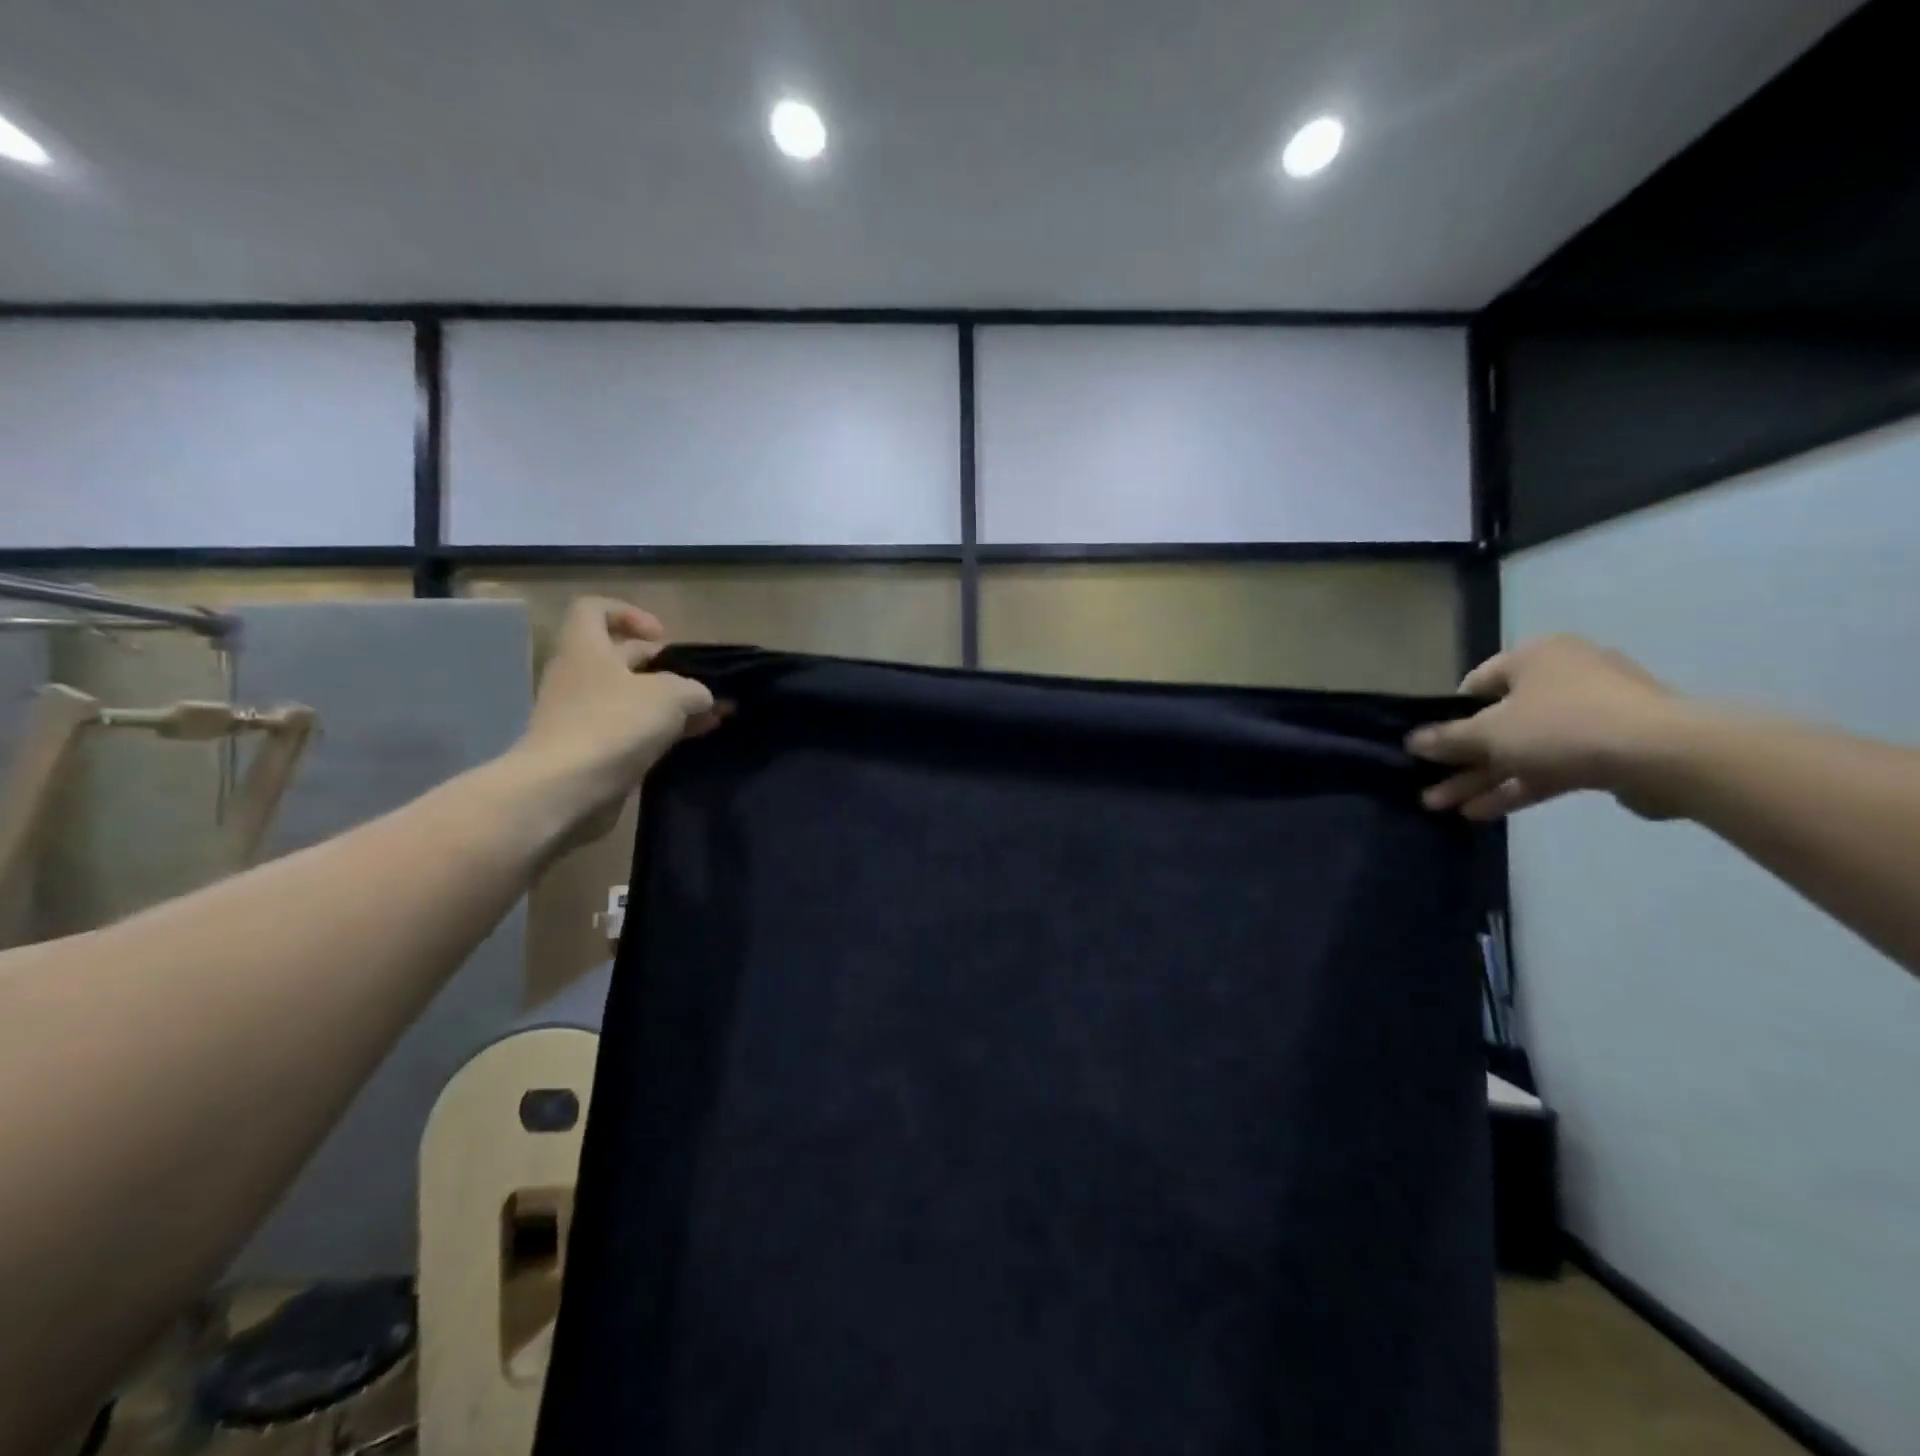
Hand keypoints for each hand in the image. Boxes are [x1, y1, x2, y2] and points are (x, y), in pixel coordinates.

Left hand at [512, 597, 722, 843]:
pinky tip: (696, 738)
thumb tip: (702, 698)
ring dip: (672, 704)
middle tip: (700, 682)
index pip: (594, 610)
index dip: (630, 614)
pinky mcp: (593, 750)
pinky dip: (663, 731)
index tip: (662, 637)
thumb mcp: (670, 695)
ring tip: (713, 715)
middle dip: (665, 667)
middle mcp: (580, 676)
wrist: (566, 789)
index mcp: (586, 648)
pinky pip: (632, 731)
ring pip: (633, 698)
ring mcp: (583, 716)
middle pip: (622, 657)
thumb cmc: (613, 724)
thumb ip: (693, 689)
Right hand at [1406, 636, 1689, 820]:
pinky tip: (1484, 812)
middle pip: (1498, 721)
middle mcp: (1564, 676)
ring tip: (1446, 808)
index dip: (1449, 718)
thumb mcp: (1490, 733)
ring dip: (1484, 778)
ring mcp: (1593, 713)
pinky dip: (1520, 784)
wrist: (1667, 755)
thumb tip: (1412, 741)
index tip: (1433, 747)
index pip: (1476, 684)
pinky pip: (1553, 764)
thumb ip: (1448, 739)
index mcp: (1535, 657)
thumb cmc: (1563, 726)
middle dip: (1462, 760)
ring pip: (1523, 748)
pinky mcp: (1613, 747)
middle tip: (1431, 786)